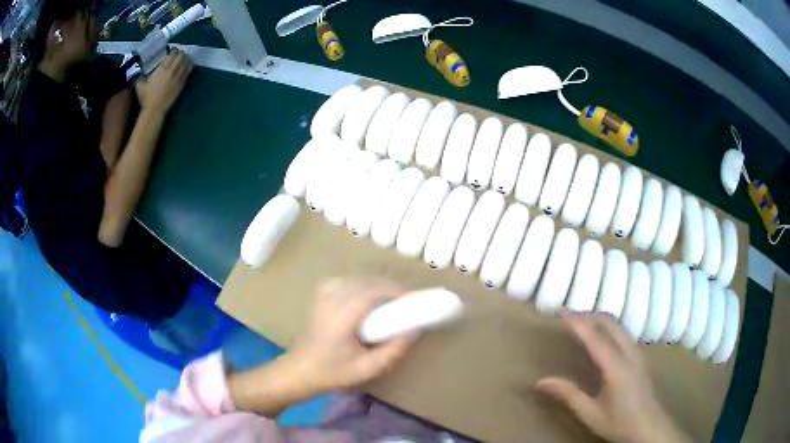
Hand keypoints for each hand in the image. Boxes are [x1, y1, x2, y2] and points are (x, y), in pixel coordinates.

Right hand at [135, 48, 192, 113]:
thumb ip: (141, 75)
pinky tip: (187, 65)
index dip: (174, 50)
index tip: (172, 50)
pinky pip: (188, 71)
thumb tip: (141, 69)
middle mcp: (172, 71)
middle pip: (182, 56)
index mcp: (162, 69)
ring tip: (183, 58)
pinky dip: (189, 66)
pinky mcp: (182, 84)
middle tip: (178, 54)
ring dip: (186, 58)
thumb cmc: (146, 97)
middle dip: (181, 53)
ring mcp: (178, 78)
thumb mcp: (140, 84)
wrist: (154, 110)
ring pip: (187, 62)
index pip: (173, 54)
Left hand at [288, 277, 416, 393]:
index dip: (397, 292)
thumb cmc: (334, 371)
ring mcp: (324, 291)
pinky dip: (364, 285)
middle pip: (369, 282)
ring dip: (379, 287)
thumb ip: (394, 350)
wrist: (301, 368)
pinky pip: (350, 280)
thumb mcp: (368, 369)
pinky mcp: (321, 291)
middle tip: (407, 305)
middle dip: (391, 289)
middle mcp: (332, 297)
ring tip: (393, 303)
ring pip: (360, 279)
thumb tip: (415, 329)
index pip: (374, 292)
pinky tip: (369, 299)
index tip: (415, 299)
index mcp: (342, 315)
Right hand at [535, 313, 690, 442]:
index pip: (594, 336)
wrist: (648, 427)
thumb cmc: (618, 422)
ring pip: (618, 325)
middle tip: (566, 315)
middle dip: (587, 315)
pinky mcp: (641, 356)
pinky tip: (601, 336)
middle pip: (609, 322)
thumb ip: (568, 394)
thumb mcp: (590, 413)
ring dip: (599, 319)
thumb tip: (540, 382)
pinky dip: (608, 326)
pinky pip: (623, 331)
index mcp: (616, 367)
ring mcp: (637, 352)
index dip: (576, 321)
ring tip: (580, 323)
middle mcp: (629, 353)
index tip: (559, 311)